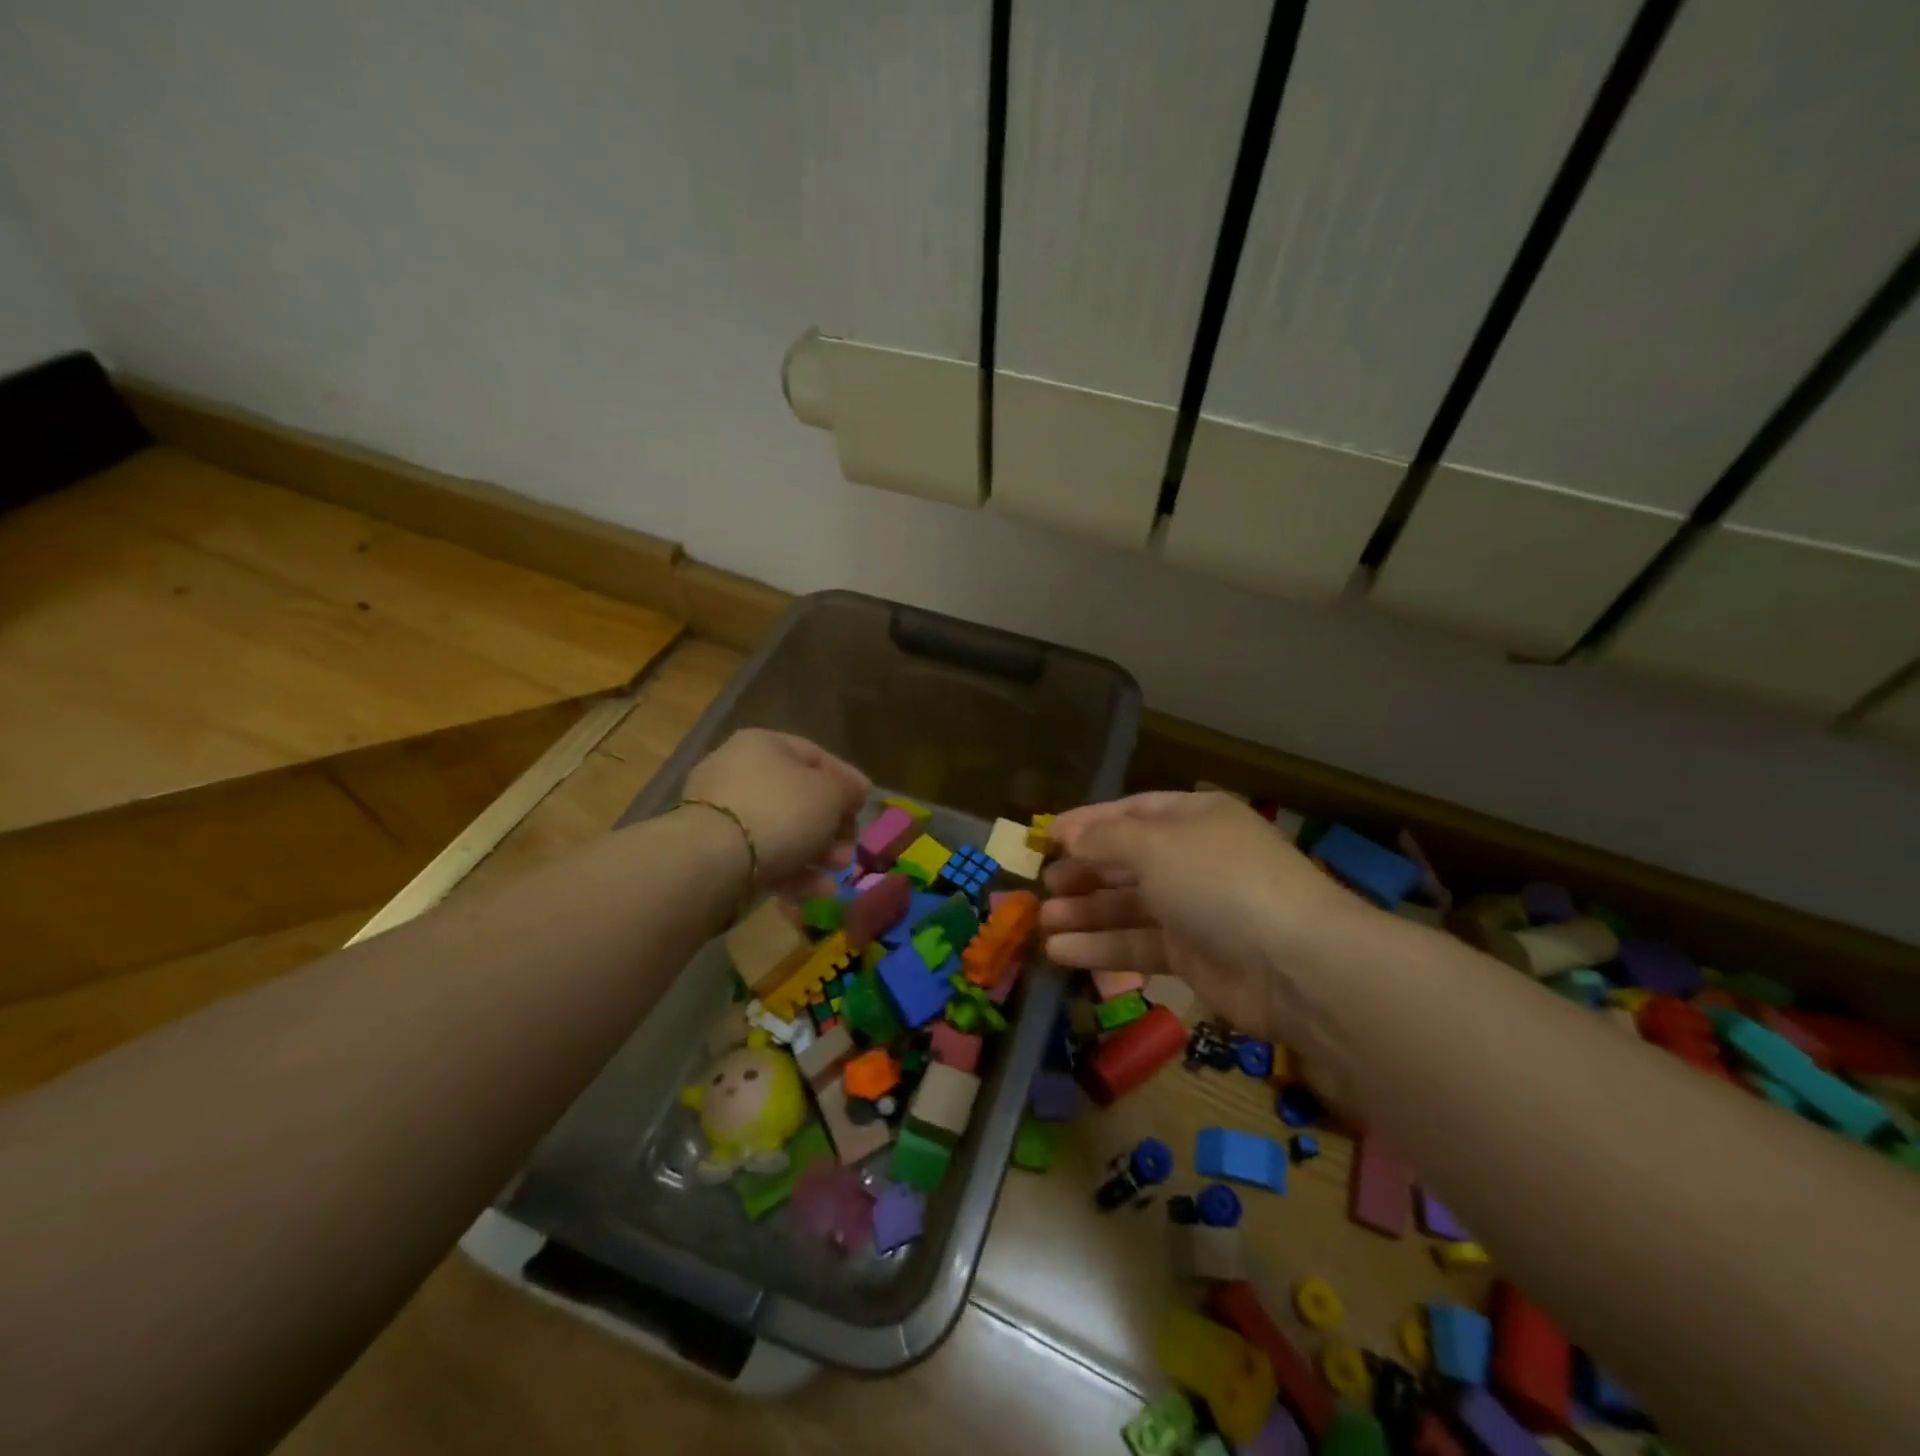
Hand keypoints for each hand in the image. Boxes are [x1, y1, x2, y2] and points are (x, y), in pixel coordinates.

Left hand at [682, 730, 870, 893]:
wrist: (715, 860)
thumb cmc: (781, 811)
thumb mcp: (830, 793)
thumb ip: (848, 789)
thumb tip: (855, 790)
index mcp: (763, 745)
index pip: (815, 756)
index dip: (846, 781)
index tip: (865, 807)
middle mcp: (738, 772)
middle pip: (799, 798)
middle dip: (832, 828)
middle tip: (849, 849)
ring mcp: (723, 814)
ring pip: (783, 832)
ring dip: (817, 854)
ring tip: (837, 874)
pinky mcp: (716, 853)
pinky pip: (763, 858)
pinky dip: (792, 873)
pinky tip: (817, 891)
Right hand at [1040, 792, 1370, 1039]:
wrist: (1296, 963)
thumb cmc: (1220, 882)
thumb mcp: (1155, 846)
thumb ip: (1105, 839)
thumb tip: (1067, 834)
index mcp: (1193, 818)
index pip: (1131, 812)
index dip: (1088, 823)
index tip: (1046, 838)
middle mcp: (1193, 859)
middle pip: (1127, 861)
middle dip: (1084, 872)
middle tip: (1044, 885)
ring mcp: (1194, 909)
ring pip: (1128, 906)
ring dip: (1085, 913)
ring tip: (1042, 922)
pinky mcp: (1193, 956)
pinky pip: (1137, 944)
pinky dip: (1101, 948)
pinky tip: (1061, 952)